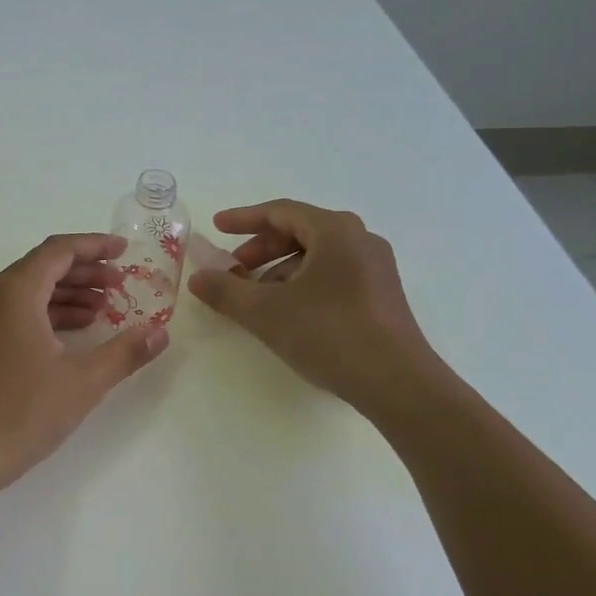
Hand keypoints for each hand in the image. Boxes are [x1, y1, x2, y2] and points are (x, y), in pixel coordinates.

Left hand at [0, 234, 169, 498]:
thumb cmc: (20, 414)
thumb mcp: (82, 383)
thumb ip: (124, 352)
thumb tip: (160, 333)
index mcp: (13, 292)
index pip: (58, 250)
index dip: (95, 246)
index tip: (125, 251)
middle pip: (42, 267)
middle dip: (84, 272)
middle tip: (120, 285)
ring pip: (27, 291)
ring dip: (66, 295)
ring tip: (103, 311)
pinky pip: (14, 313)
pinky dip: (45, 315)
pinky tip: (71, 336)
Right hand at [187, 200, 437, 407]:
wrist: (398, 383)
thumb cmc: (329, 333)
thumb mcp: (266, 312)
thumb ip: (226, 291)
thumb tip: (198, 277)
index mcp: (335, 231)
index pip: (281, 212)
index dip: (243, 219)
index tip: (216, 228)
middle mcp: (360, 240)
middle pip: (300, 232)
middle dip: (261, 249)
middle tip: (233, 270)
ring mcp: (375, 269)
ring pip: (316, 257)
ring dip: (280, 271)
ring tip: (256, 299)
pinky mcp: (381, 296)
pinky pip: (333, 276)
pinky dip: (303, 285)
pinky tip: (289, 315)